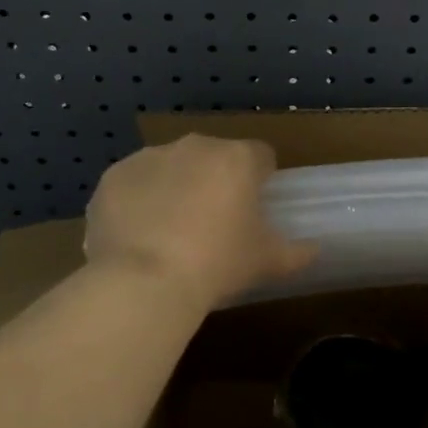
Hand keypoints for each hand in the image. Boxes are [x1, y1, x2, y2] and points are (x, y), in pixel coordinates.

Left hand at [84, 134, 314, 312]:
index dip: (260, 179)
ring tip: (168, 234)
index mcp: (237, 158)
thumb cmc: (216, 264)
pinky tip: (136, 237)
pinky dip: (136, 202)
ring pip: (170, 167)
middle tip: (210, 225)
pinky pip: (132, 184)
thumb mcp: (266, 262)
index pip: (261, 156)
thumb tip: (314, 250)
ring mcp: (149, 157)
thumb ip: (296, 252)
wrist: (143, 281)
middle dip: (214, 181)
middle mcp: (195, 146)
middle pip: (213, 157)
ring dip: (174, 188)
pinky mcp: (113, 176)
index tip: (253, 209)